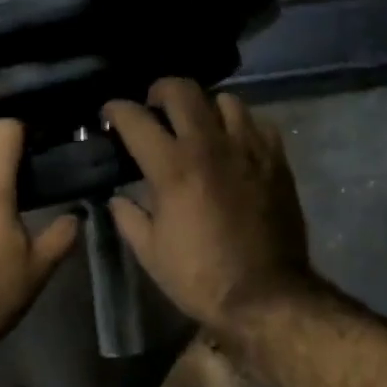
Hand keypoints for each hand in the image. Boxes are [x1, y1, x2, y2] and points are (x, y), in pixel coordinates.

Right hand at [103, 79, 312, 329]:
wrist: (266, 295)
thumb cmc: (201, 277)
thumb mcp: (151, 253)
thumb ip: (129, 217)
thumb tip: (118, 198)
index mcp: (173, 167)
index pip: (136, 119)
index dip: (117, 110)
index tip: (110, 113)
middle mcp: (210, 145)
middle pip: (183, 90)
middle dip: (160, 91)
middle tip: (154, 107)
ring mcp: (249, 149)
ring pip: (225, 100)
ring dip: (204, 106)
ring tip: (198, 124)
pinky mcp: (277, 161)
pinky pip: (258, 124)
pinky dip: (241, 126)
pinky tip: (234, 144)